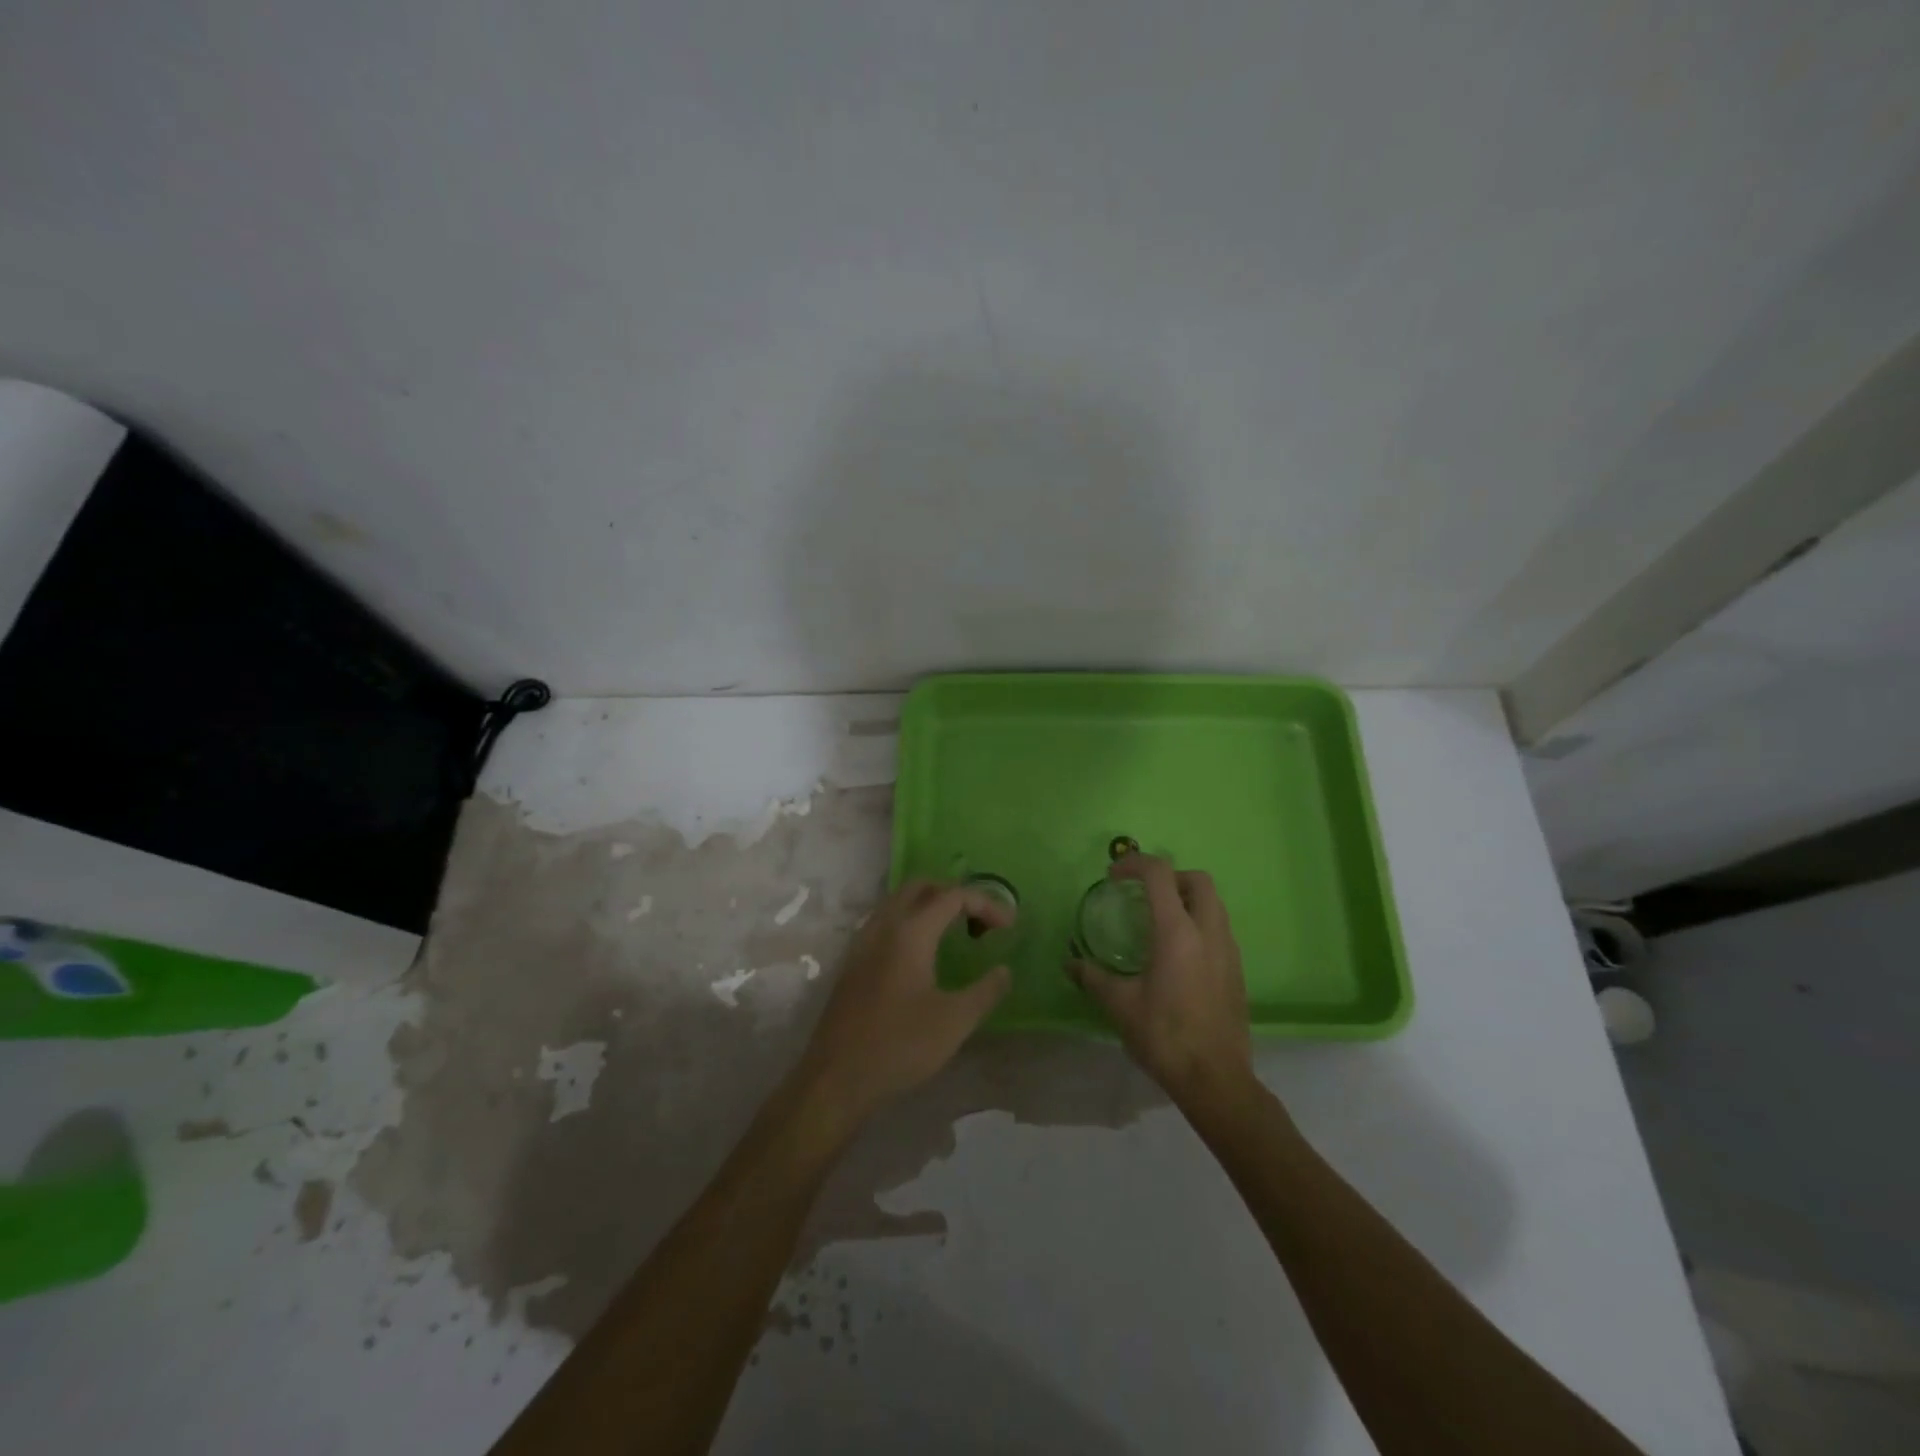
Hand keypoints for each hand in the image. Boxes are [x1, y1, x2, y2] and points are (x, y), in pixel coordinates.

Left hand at [795, 879, 1012, 1129]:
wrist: (836, 1078)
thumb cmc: (900, 1045)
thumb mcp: (955, 1021)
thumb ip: (985, 991)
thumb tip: (1003, 971)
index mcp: (910, 932)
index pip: (953, 896)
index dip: (986, 904)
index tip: (1009, 927)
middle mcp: (883, 926)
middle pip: (921, 887)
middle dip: (955, 895)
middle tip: (979, 922)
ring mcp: (862, 942)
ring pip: (899, 902)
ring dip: (930, 906)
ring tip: (955, 934)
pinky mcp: (852, 962)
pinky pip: (885, 922)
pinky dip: (910, 922)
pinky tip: (922, 955)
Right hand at [1069, 854, 1251, 1105]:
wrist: (1216, 1079)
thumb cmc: (1164, 1036)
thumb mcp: (1120, 1005)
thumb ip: (1093, 977)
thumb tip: (1070, 964)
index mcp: (1177, 932)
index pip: (1159, 873)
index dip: (1134, 864)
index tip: (1113, 877)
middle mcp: (1208, 932)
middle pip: (1198, 879)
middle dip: (1169, 876)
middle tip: (1144, 894)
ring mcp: (1228, 950)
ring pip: (1214, 903)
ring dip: (1187, 899)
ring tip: (1159, 921)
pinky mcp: (1237, 970)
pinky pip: (1220, 928)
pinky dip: (1199, 923)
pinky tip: (1179, 954)